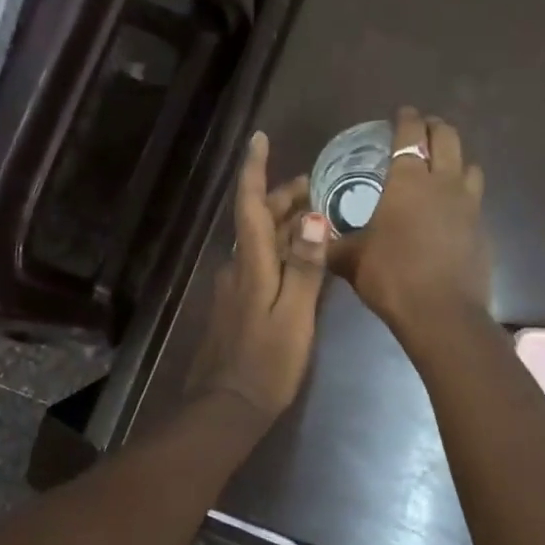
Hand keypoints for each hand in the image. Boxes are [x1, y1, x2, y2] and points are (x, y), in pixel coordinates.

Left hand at [186, 131, 329, 422]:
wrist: (226, 406)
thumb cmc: (266, 362)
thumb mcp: (294, 316)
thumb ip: (304, 267)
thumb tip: (312, 217)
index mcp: (250, 264)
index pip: (250, 205)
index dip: (254, 170)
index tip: (259, 138)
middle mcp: (237, 266)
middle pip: (258, 220)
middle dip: (284, 197)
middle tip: (319, 185)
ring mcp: (234, 286)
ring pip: (260, 242)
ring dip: (285, 224)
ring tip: (318, 215)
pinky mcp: (237, 305)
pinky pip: (260, 264)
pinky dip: (281, 251)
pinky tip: (303, 259)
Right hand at [327, 107, 489, 337]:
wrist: (441, 313)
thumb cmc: (390, 276)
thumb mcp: (350, 259)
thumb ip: (332, 243)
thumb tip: (311, 237)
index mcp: (407, 182)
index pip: (410, 135)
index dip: (406, 119)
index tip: (402, 112)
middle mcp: (442, 184)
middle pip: (448, 138)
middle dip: (435, 127)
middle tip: (423, 128)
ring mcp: (468, 205)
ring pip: (469, 165)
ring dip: (456, 158)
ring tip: (442, 165)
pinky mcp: (482, 229)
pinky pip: (475, 198)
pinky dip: (464, 192)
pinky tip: (451, 209)